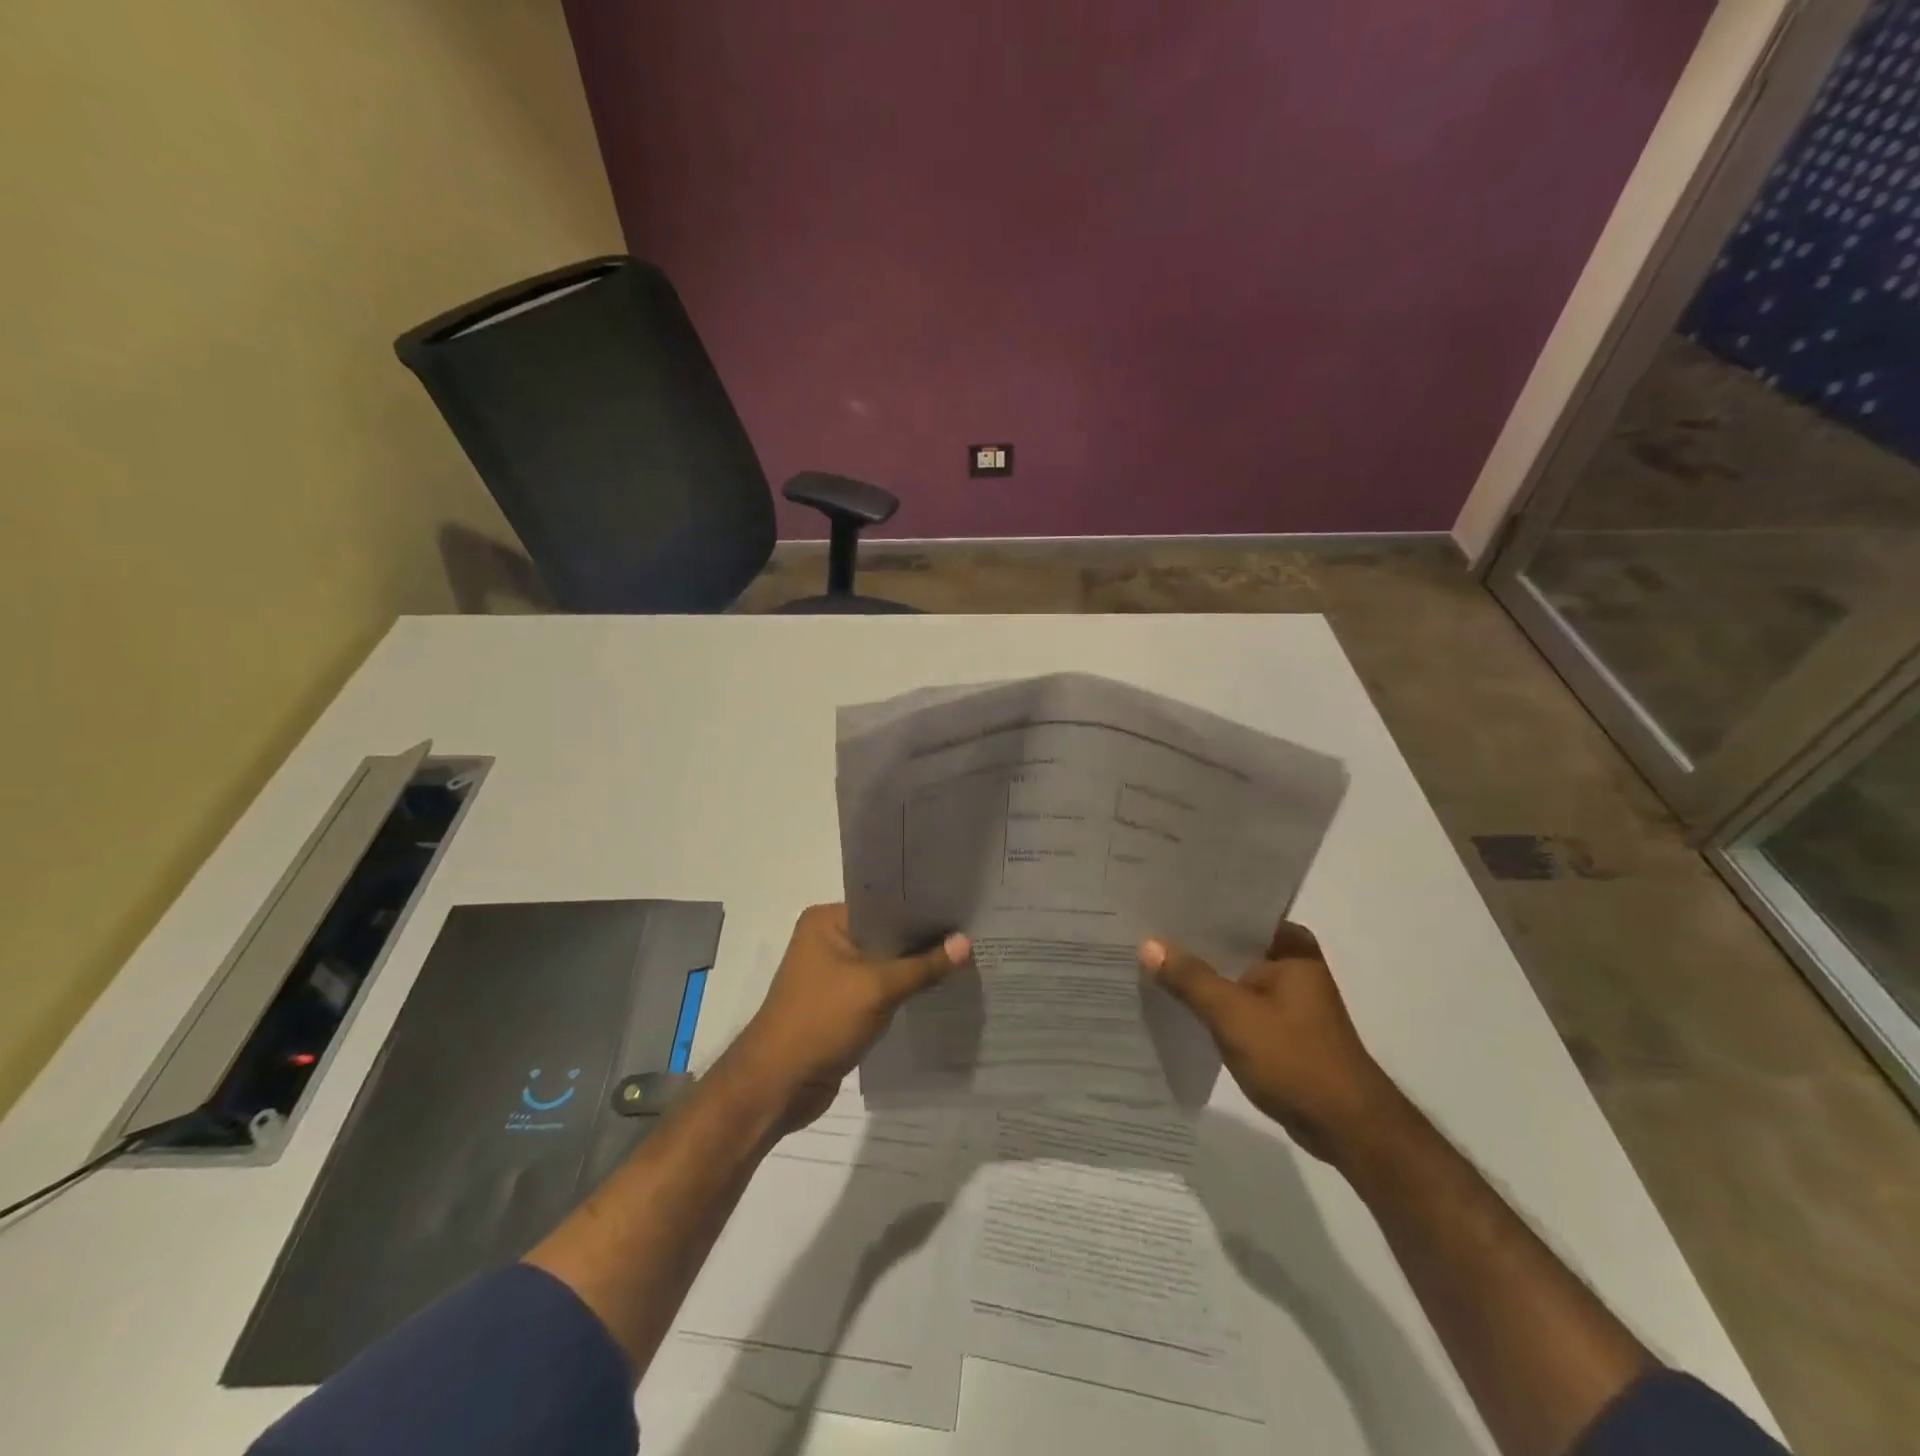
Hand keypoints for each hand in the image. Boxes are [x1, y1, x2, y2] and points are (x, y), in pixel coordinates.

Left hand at [725, 904, 968, 1129]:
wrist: (778, 1086)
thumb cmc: (821, 1021)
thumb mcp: (877, 988)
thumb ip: (923, 965)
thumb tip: (966, 942)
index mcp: (826, 921)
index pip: (883, 904)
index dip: (920, 909)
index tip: (960, 910)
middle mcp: (827, 940)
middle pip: (885, 934)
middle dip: (921, 940)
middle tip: (970, 935)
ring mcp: (832, 974)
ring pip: (884, 964)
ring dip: (913, 968)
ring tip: (963, 960)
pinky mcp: (840, 1005)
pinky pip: (879, 989)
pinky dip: (902, 991)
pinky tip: (937, 990)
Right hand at [1139, 921, 1397, 1162]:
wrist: (1347, 1129)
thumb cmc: (1294, 1059)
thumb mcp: (1233, 1015)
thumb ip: (1190, 978)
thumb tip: (1147, 944)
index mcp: (1291, 948)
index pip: (1236, 915)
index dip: (1196, 911)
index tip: (1157, 904)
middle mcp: (1293, 966)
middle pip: (1232, 947)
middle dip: (1193, 945)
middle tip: (1144, 931)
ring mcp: (1289, 1000)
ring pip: (1234, 977)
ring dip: (1202, 977)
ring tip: (1151, 963)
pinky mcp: (1282, 1030)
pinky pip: (1238, 1005)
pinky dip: (1213, 1005)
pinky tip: (1179, 1005)